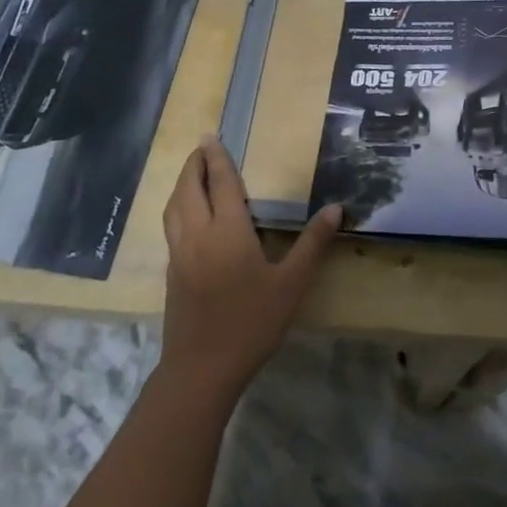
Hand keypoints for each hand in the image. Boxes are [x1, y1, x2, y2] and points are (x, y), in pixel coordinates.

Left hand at [158, 138, 340, 404]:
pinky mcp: (171, 273)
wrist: (202, 369)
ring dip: (181, 184)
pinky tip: (188, 217)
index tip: (211, 136)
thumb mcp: (291, 283)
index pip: (221, 183)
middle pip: (189, 189)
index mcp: (227, 231)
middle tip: (202, 147)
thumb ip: (312, 243)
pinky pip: (170, 227)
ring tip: (192, 174)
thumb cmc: (251, 323)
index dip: (217, 158)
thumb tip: (335, 208)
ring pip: (174, 208)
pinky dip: (177, 208)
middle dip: (194, 164)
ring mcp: (179, 255)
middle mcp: (198, 235)